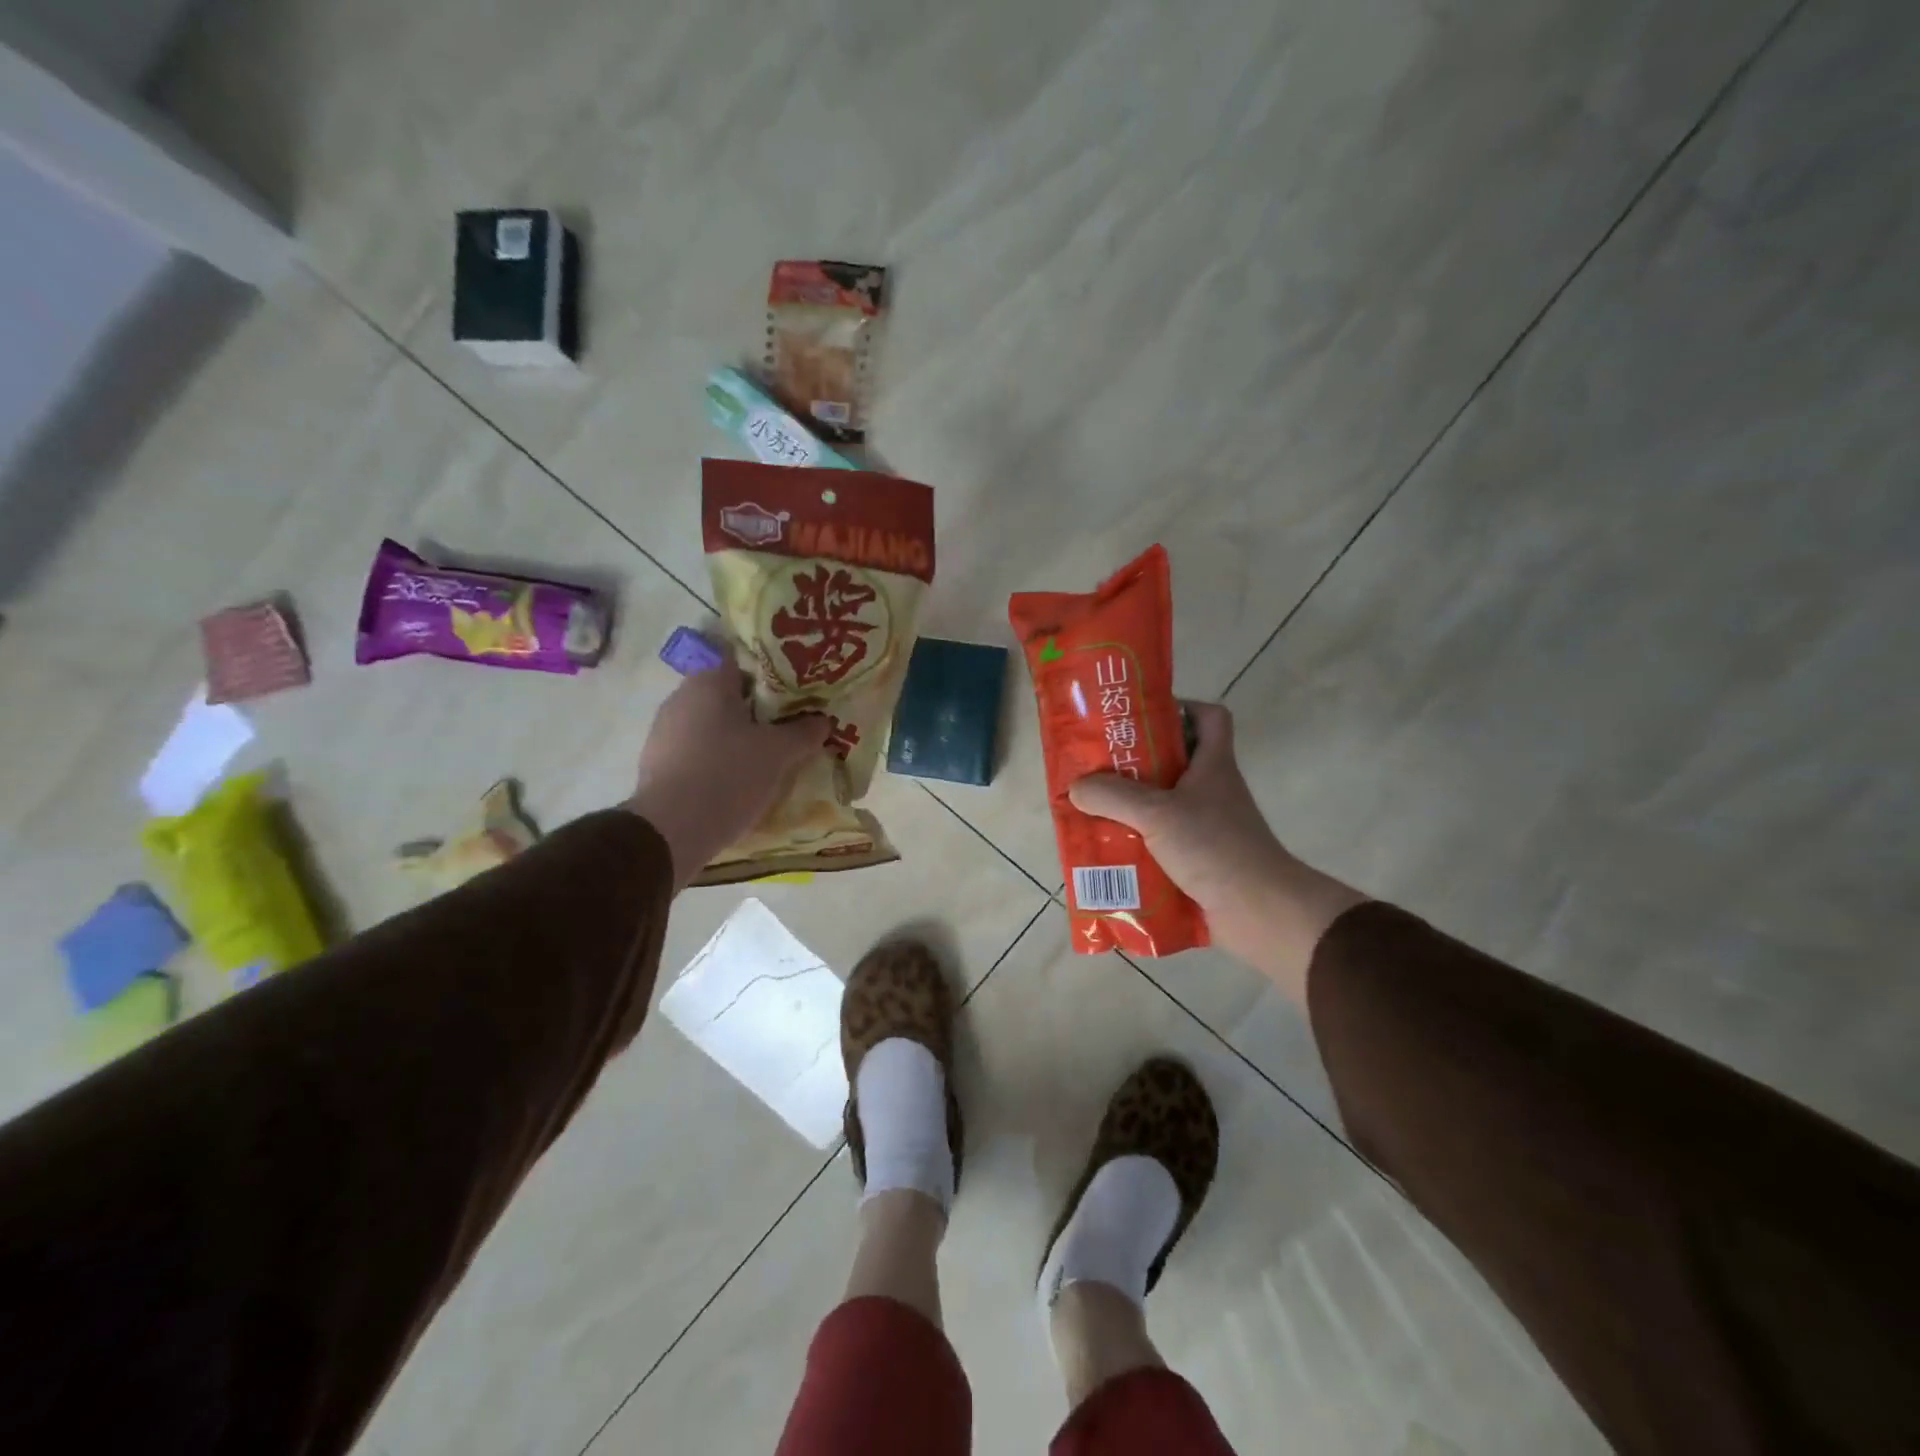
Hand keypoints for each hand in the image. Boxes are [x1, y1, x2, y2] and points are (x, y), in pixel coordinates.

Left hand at [624, 666, 828, 886]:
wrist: (671, 831)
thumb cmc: (728, 776)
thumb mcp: (778, 753)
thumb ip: (803, 732)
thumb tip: (823, 720)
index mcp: (708, 682)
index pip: (742, 660)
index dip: (771, 672)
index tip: (795, 690)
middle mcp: (681, 698)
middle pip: (728, 693)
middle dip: (758, 707)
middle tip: (790, 723)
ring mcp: (664, 731)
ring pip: (712, 723)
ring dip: (737, 735)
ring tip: (769, 754)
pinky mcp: (658, 762)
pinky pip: (697, 750)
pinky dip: (718, 757)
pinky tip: (739, 778)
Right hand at [1068, 701, 1363, 1001]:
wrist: (1259, 912)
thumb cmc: (1215, 847)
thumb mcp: (1157, 813)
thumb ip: (1113, 796)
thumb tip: (1075, 788)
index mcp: (1212, 765)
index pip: (1209, 717)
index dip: (1180, 707)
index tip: (1141, 717)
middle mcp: (1211, 791)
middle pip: (1174, 761)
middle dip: (1135, 763)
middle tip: (1097, 766)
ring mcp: (1207, 827)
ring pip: (1163, 805)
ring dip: (1130, 808)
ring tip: (1092, 809)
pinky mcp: (1199, 860)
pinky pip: (1160, 843)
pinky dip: (1136, 845)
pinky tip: (1108, 851)